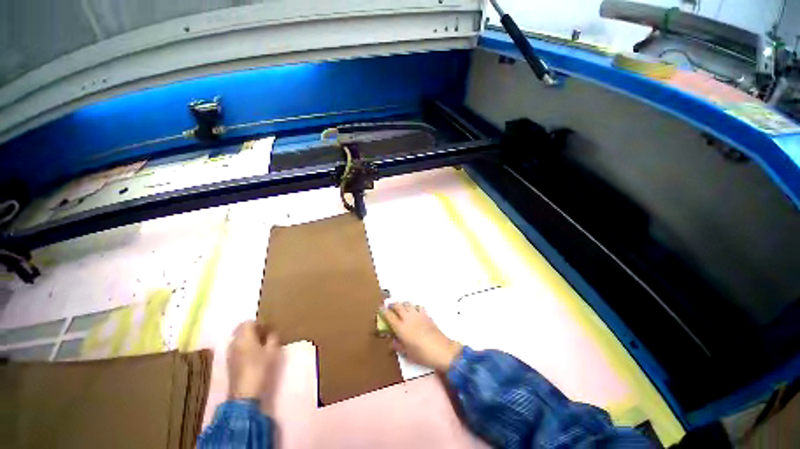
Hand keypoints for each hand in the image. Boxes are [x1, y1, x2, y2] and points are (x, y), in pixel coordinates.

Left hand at [227, 320, 280, 400]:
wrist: (244, 394)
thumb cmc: (260, 368)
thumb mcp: (272, 351)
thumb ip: (273, 338)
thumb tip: (272, 332)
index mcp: (244, 337)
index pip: (248, 322)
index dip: (259, 323)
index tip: (268, 328)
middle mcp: (234, 342)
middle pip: (241, 329)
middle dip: (253, 329)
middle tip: (265, 335)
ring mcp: (230, 353)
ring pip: (238, 338)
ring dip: (248, 338)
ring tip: (261, 344)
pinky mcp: (230, 362)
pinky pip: (237, 347)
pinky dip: (245, 346)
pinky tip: (254, 354)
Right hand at [381, 302, 462, 371]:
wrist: (441, 349)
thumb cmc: (422, 354)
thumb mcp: (407, 353)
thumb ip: (398, 345)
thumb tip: (392, 341)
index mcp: (400, 327)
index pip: (389, 315)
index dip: (383, 311)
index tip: (380, 309)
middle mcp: (407, 318)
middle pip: (397, 305)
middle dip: (392, 305)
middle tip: (389, 307)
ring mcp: (417, 314)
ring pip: (407, 303)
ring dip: (402, 304)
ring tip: (400, 308)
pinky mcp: (426, 314)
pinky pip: (417, 306)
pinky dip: (413, 307)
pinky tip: (414, 311)